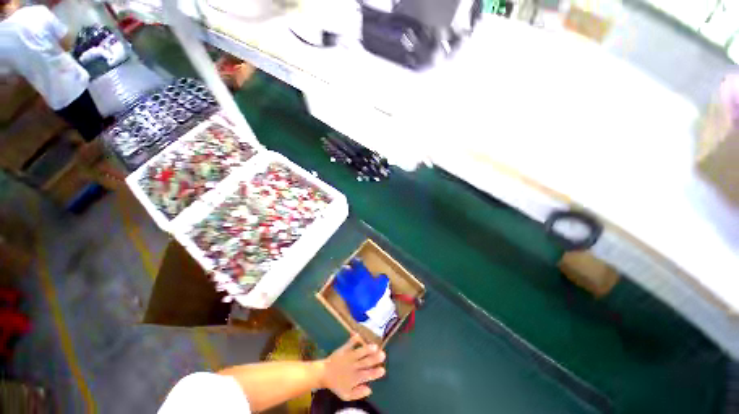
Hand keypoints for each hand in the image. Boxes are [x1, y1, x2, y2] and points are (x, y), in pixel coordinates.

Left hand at [316, 333, 385, 399]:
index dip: (375, 373)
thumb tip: (370, 389)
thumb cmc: (337, 384)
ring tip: (375, 346)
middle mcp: (353, 367)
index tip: (383, 370)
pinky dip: (354, 339)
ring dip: (367, 349)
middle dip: (374, 359)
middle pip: (365, 362)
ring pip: (359, 353)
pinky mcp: (344, 349)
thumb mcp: (347, 395)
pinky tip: (358, 334)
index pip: (367, 375)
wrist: (324, 374)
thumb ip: (358, 393)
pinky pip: (349, 344)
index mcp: (355, 378)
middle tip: (383, 355)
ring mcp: (349, 357)